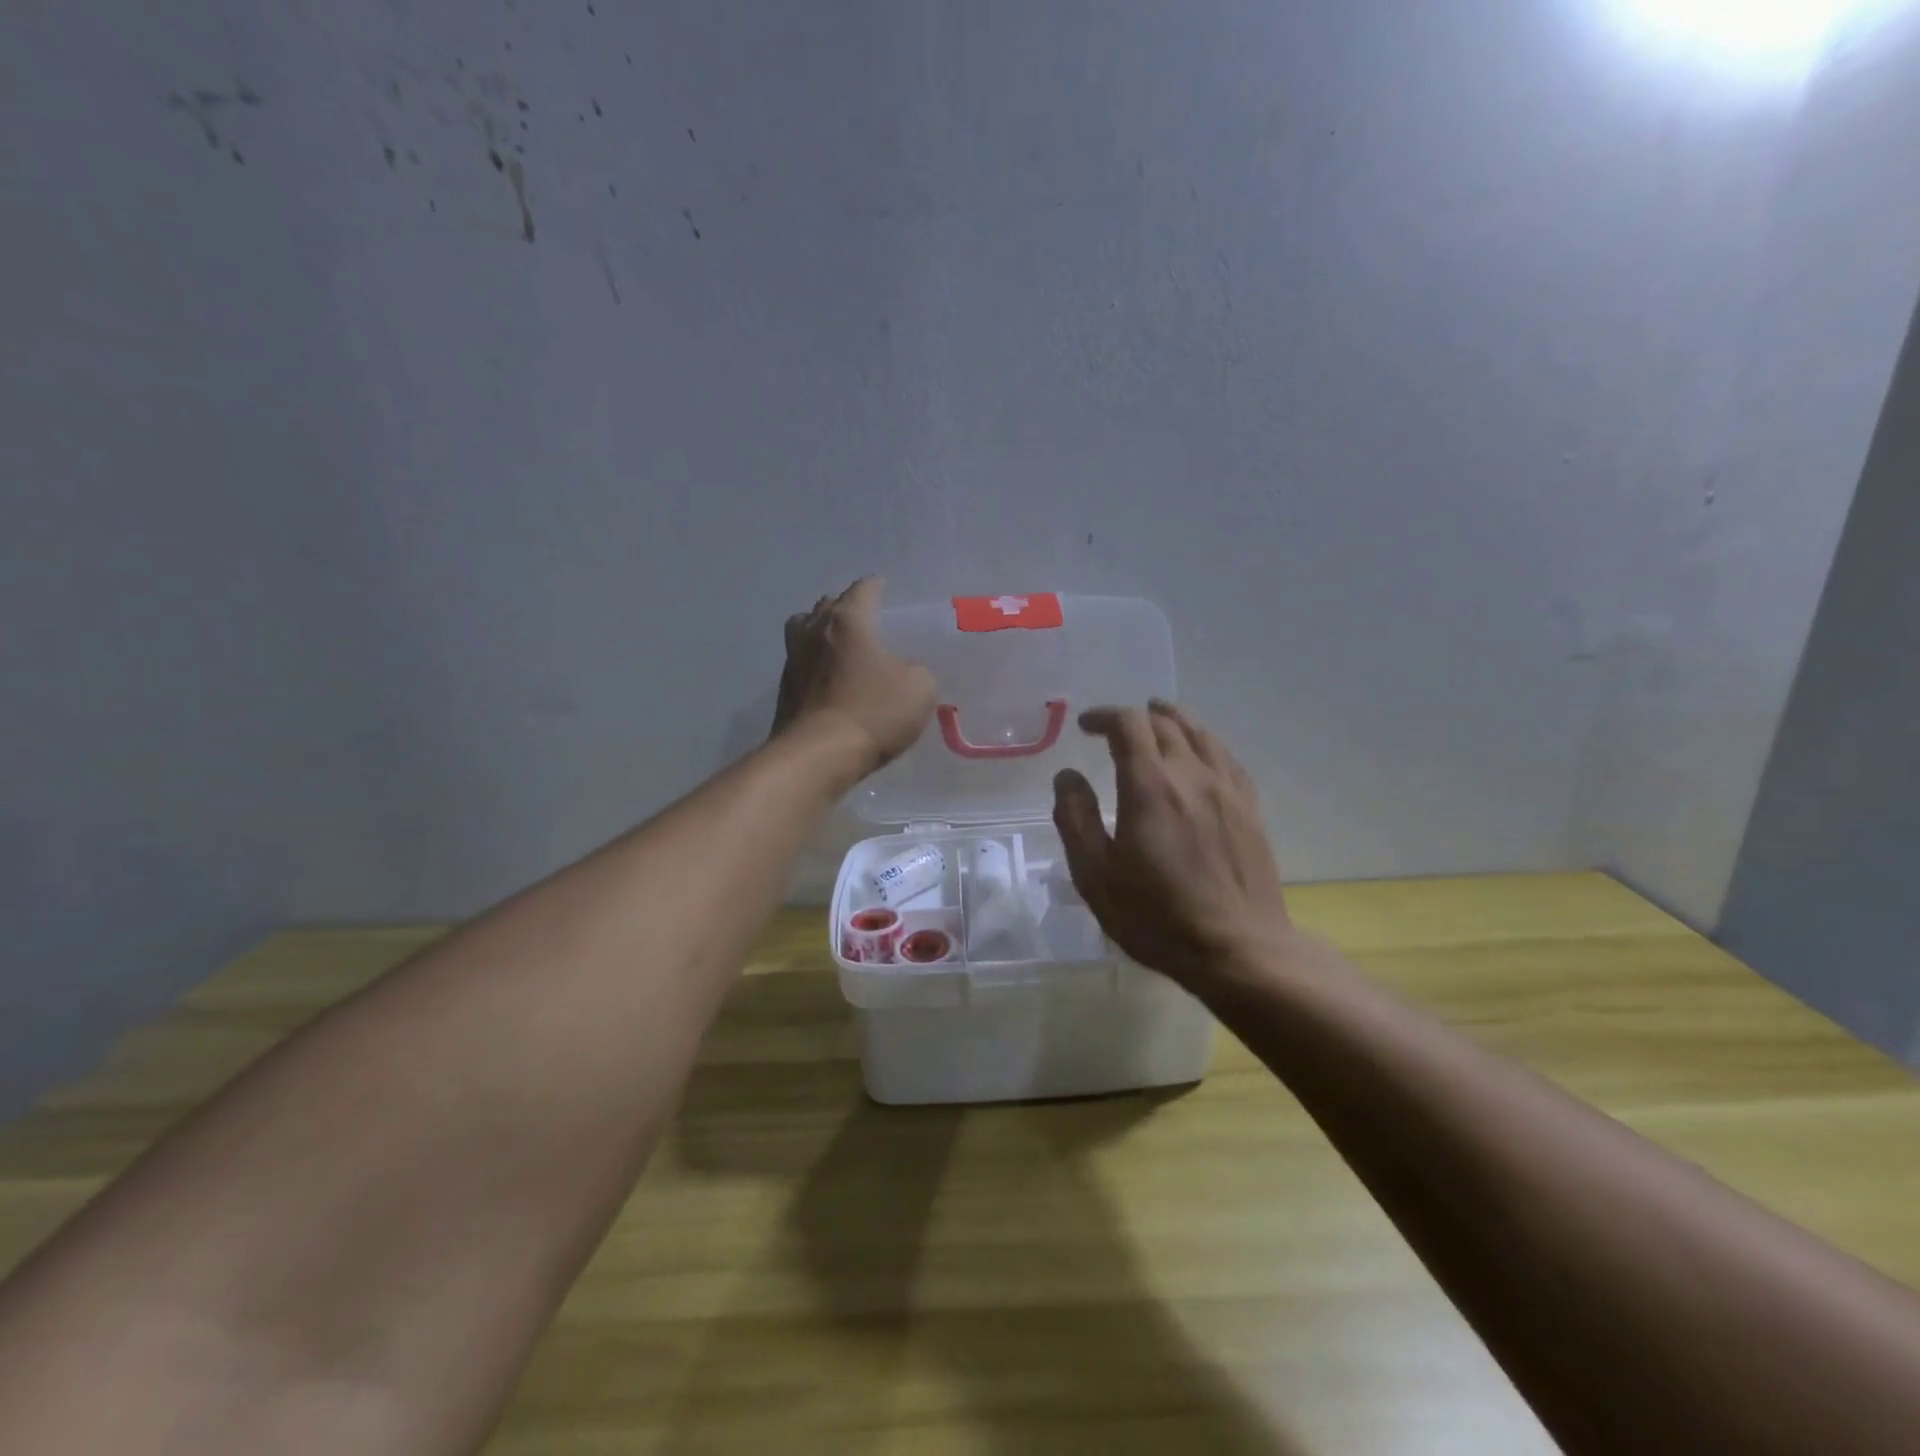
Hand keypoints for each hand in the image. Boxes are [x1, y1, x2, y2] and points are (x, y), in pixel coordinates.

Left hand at [773, 577, 935, 777]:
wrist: (818, 755)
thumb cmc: (872, 712)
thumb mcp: (919, 689)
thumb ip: (918, 671)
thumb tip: (907, 671)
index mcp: (848, 620)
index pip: (863, 590)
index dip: (876, 586)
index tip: (883, 586)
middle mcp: (814, 631)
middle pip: (827, 606)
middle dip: (845, 607)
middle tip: (863, 617)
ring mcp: (793, 660)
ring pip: (804, 631)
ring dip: (820, 631)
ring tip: (838, 643)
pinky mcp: (784, 690)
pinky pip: (800, 663)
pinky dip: (814, 663)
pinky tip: (828, 677)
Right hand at [1052, 701, 1293, 991]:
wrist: (1239, 950)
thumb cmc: (1157, 917)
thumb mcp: (1096, 875)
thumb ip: (1076, 819)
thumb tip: (1067, 775)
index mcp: (1149, 786)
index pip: (1128, 725)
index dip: (1104, 716)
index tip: (1085, 726)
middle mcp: (1191, 775)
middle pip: (1166, 723)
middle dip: (1135, 717)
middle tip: (1114, 729)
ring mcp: (1227, 790)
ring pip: (1201, 734)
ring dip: (1174, 721)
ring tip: (1157, 721)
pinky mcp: (1250, 809)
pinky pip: (1227, 758)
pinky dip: (1205, 744)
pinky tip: (1201, 755)